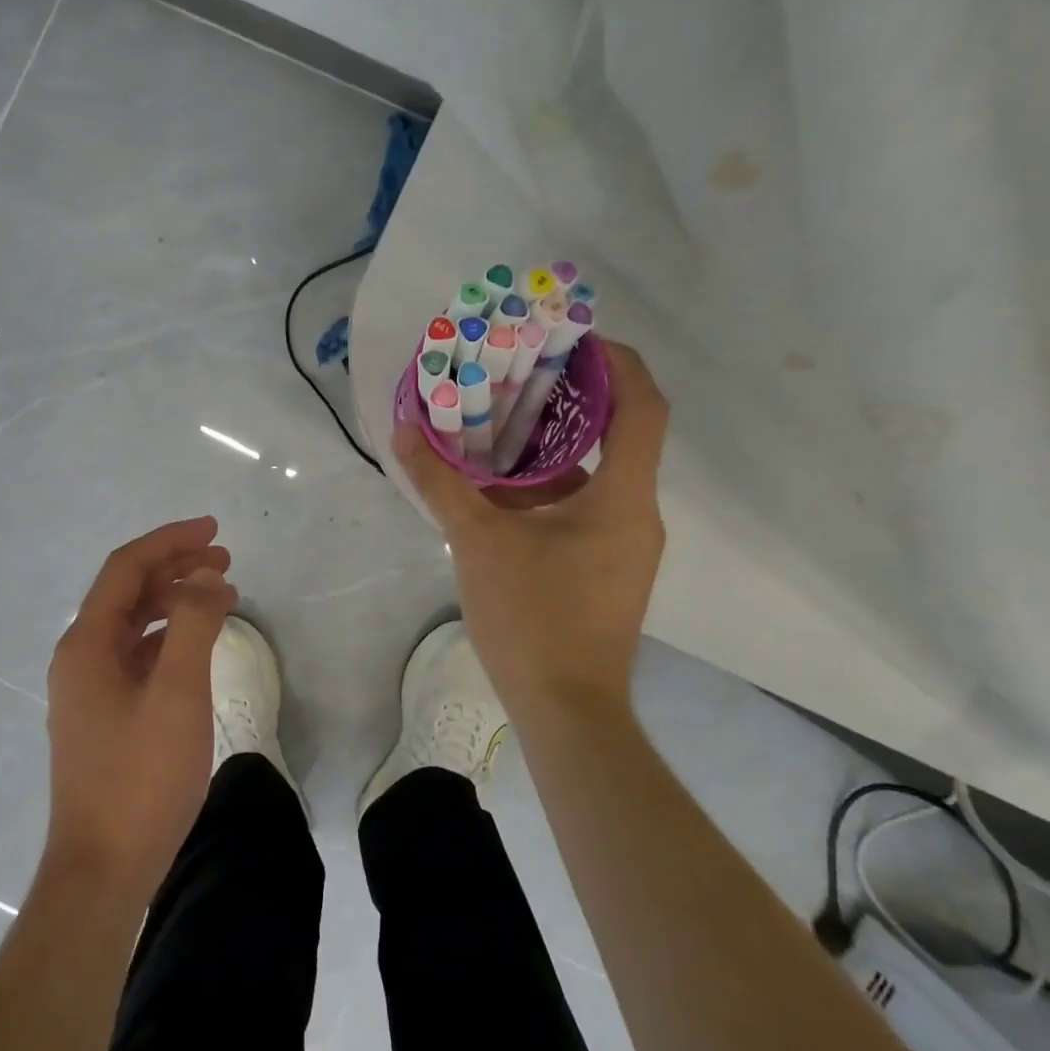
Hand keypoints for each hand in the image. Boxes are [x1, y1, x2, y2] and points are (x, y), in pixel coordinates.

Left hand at [43, 517, 236, 902]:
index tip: (214, 530)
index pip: (127, 568)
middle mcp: (80, 657)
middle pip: (128, 591)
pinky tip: (197, 644)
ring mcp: (88, 688)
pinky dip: (168, 637)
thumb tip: (207, 579)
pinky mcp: (103, 715)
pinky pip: (136, 655)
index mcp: (86, 643)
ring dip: (175, 601)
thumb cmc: (140, 777)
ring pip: (134, 623)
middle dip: (176, 567)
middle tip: (225, 560)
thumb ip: (194, 625)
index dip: (170, 541)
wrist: (102, 872)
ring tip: (221, 595)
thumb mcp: (177, 693)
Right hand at [393, 341, 668, 706]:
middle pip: (621, 433)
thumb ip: (440, 482)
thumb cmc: (532, 619)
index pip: (643, 406)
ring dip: (556, 446)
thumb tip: (405, 430)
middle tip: (523, 373)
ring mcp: (626, 544)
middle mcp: (637, 513)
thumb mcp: (476, 542)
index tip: (573, 338)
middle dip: (575, 398)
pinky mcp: (609, 568)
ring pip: (599, 473)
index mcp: (622, 498)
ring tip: (501, 425)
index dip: (617, 362)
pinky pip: (587, 506)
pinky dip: (551, 486)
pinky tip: (502, 491)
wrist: (567, 712)